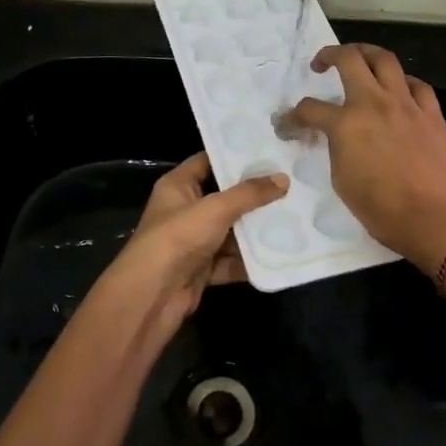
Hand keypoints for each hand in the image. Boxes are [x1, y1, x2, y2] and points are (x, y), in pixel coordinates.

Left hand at [93, 153, 288, 331]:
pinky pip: (229, 261)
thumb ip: (249, 194)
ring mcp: (192, 242)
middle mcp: (184, 211)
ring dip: (254, 231)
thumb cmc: (178, 237)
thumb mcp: (216, 209)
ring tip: (292, 218)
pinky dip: (249, 260)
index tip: (267, 151)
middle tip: (289, 185)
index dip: (233, 156)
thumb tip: (283, 179)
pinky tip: (278, 254)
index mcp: (178, 186)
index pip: (207, 161)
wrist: (153, 295)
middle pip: (223, 198)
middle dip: (253, 196)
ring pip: (229, 232)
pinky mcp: (201, 270)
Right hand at [279, 45, 445, 275]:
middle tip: (320, 64)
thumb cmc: (383, 210)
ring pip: (385, 60)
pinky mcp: (432, 114)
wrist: (436, 221)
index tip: (287, 125)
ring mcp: (407, 105)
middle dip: (329, 55)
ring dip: (366, 54)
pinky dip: (403, 82)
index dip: (292, 117)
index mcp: (347, 124)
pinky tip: (398, 91)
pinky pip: (416, 85)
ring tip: (358, 61)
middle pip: (349, 59)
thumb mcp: (343, 181)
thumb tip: (338, 138)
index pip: (310, 109)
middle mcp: (375, 103)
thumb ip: (337, 149)